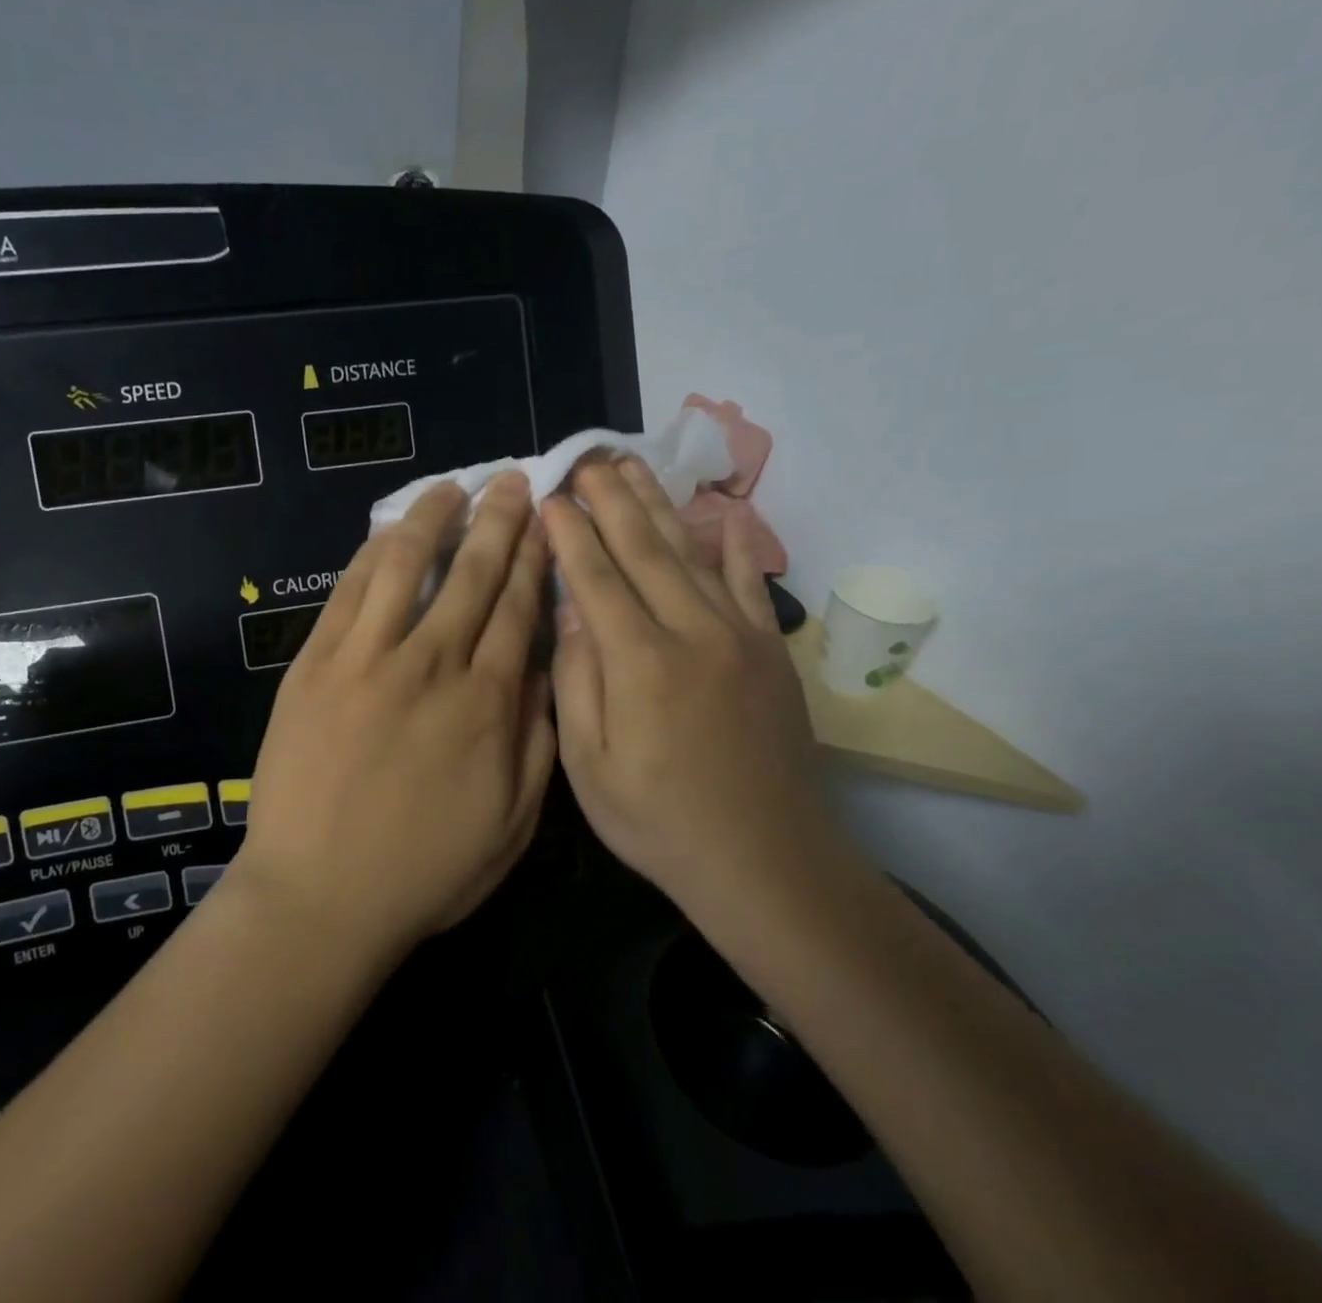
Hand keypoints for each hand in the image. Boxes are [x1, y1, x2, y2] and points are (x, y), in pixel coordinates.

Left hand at [233, 474, 555, 962]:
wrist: (318, 897)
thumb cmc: (422, 872)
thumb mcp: (510, 826)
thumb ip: (536, 744)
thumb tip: (542, 673)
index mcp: (486, 704)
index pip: (518, 609)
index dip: (534, 559)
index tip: (545, 522)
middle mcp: (432, 664)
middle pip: (474, 574)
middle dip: (499, 521)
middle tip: (513, 481)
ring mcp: (368, 658)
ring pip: (408, 565)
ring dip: (435, 518)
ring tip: (453, 485)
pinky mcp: (316, 663)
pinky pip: (350, 592)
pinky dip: (374, 553)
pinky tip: (390, 529)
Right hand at [540, 458, 832, 908]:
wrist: (766, 863)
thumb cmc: (659, 822)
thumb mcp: (589, 767)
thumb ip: (576, 681)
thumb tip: (570, 611)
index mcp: (639, 663)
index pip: (594, 578)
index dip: (570, 533)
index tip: (550, 495)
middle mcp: (691, 633)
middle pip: (643, 549)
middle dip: (610, 499)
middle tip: (587, 458)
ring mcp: (739, 637)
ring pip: (690, 554)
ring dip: (659, 505)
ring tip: (633, 465)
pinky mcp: (771, 652)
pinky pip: (751, 584)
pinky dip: (735, 545)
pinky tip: (723, 512)